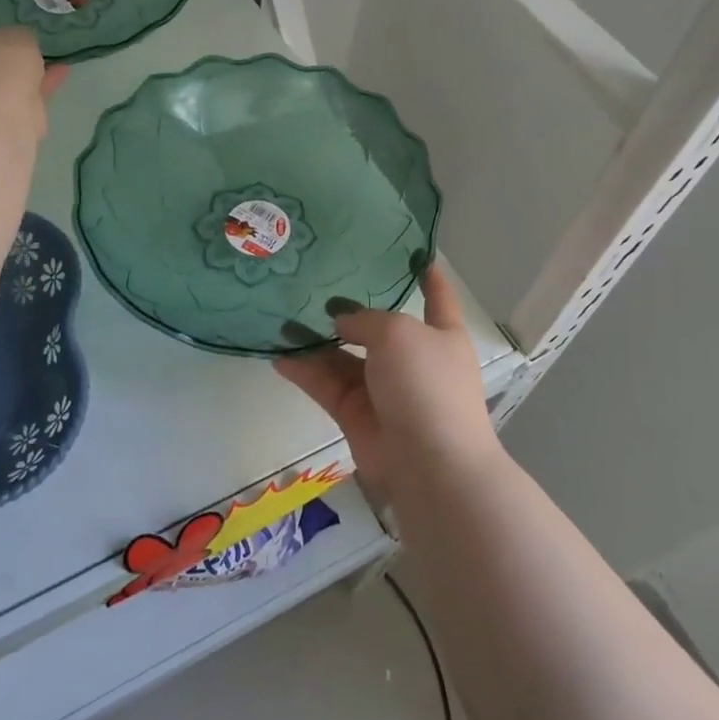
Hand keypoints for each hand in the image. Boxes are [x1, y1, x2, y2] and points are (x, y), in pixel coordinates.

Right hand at [275, 264, 500, 504]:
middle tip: (314, 284)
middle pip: (378, 329)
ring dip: (317, 340)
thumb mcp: (399, 333)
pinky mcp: (356, 416)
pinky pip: (326, 385)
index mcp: (441, 336)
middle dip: (350, 309)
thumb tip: (341, 321)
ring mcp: (384, 390)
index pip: (437, 298)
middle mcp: (413, 360)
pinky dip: (304, 371)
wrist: (430, 465)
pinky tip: (277, 353)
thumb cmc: (426, 385)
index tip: (414, 253)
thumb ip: (366, 319)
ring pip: (345, 357)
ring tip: (283, 316)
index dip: (427, 276)